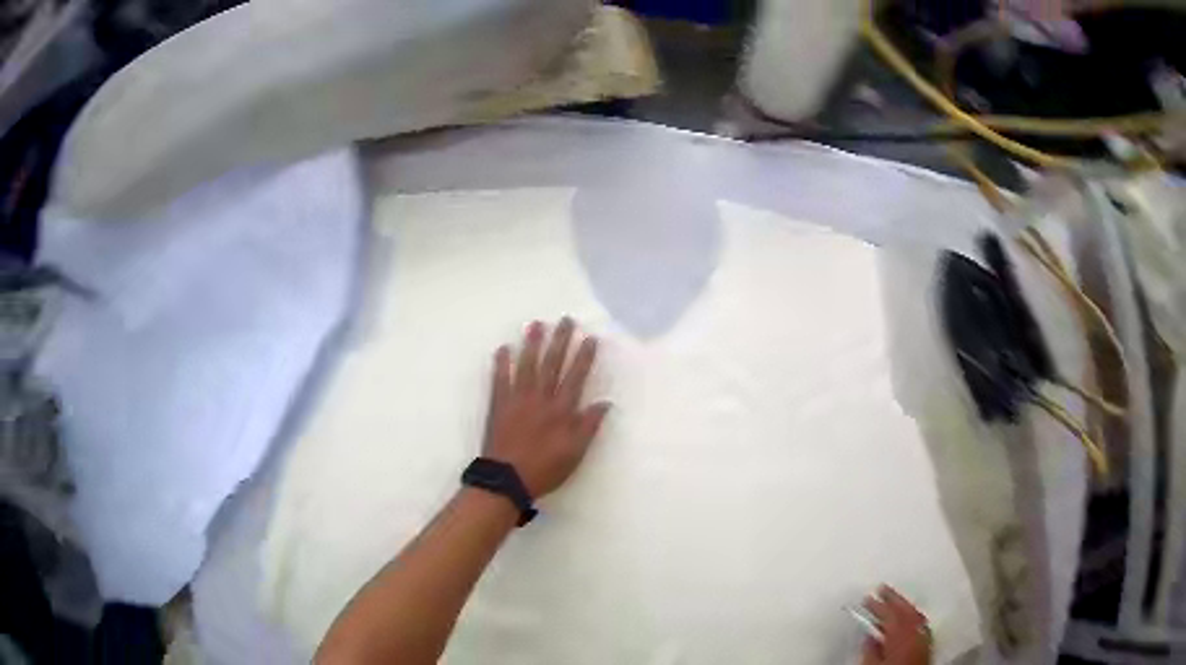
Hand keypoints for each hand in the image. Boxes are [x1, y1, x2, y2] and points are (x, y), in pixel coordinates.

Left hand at [483, 318, 610, 497]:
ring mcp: (517, 399)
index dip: (584, 357)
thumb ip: (589, 426)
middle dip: (560, 341)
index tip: (590, 338)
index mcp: (561, 410)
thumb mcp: (575, 452)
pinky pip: (500, 379)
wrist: (507, 478)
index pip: (576, 377)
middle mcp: (540, 398)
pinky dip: (501, 363)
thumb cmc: (545, 468)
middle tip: (566, 320)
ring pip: (527, 365)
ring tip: (536, 324)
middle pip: (552, 364)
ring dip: (532, 344)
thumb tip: (604, 403)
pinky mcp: (499, 404)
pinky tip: (503, 348)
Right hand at [862, 586, 931, 664]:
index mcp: (901, 633)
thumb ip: (870, 649)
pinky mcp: (927, 645)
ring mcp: (924, 637)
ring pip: (916, 616)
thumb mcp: (871, 664)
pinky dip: (913, 619)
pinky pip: (921, 625)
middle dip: (894, 598)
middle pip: (906, 609)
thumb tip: (867, 637)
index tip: (868, 596)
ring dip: (904, 607)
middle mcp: (916, 631)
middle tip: (882, 588)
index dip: (878, 603)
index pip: (890, 613)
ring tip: (893, 602)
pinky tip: (906, 622)